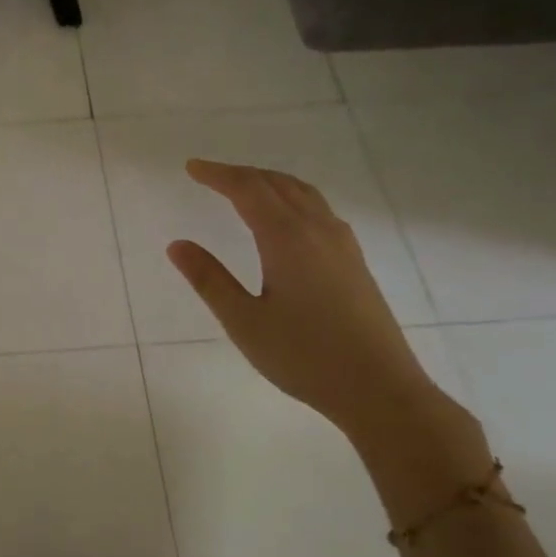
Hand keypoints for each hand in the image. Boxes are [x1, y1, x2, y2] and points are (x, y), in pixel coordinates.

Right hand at [166, 160, 442, 440]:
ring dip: (269, 182)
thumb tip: (177, 245)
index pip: (247, 190)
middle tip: (209, 175)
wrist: (378, 388)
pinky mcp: (354, 260)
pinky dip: (292, 198)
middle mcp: (318, 229)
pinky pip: (319, 209)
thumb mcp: (244, 322)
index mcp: (287, 238)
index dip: (218, 175)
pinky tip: (287, 219)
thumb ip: (210, 280)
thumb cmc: (304, 357)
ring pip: (303, 193)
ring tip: (244, 188)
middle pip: (277, 184)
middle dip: (241, 174)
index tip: (191, 168)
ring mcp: (342, 243)